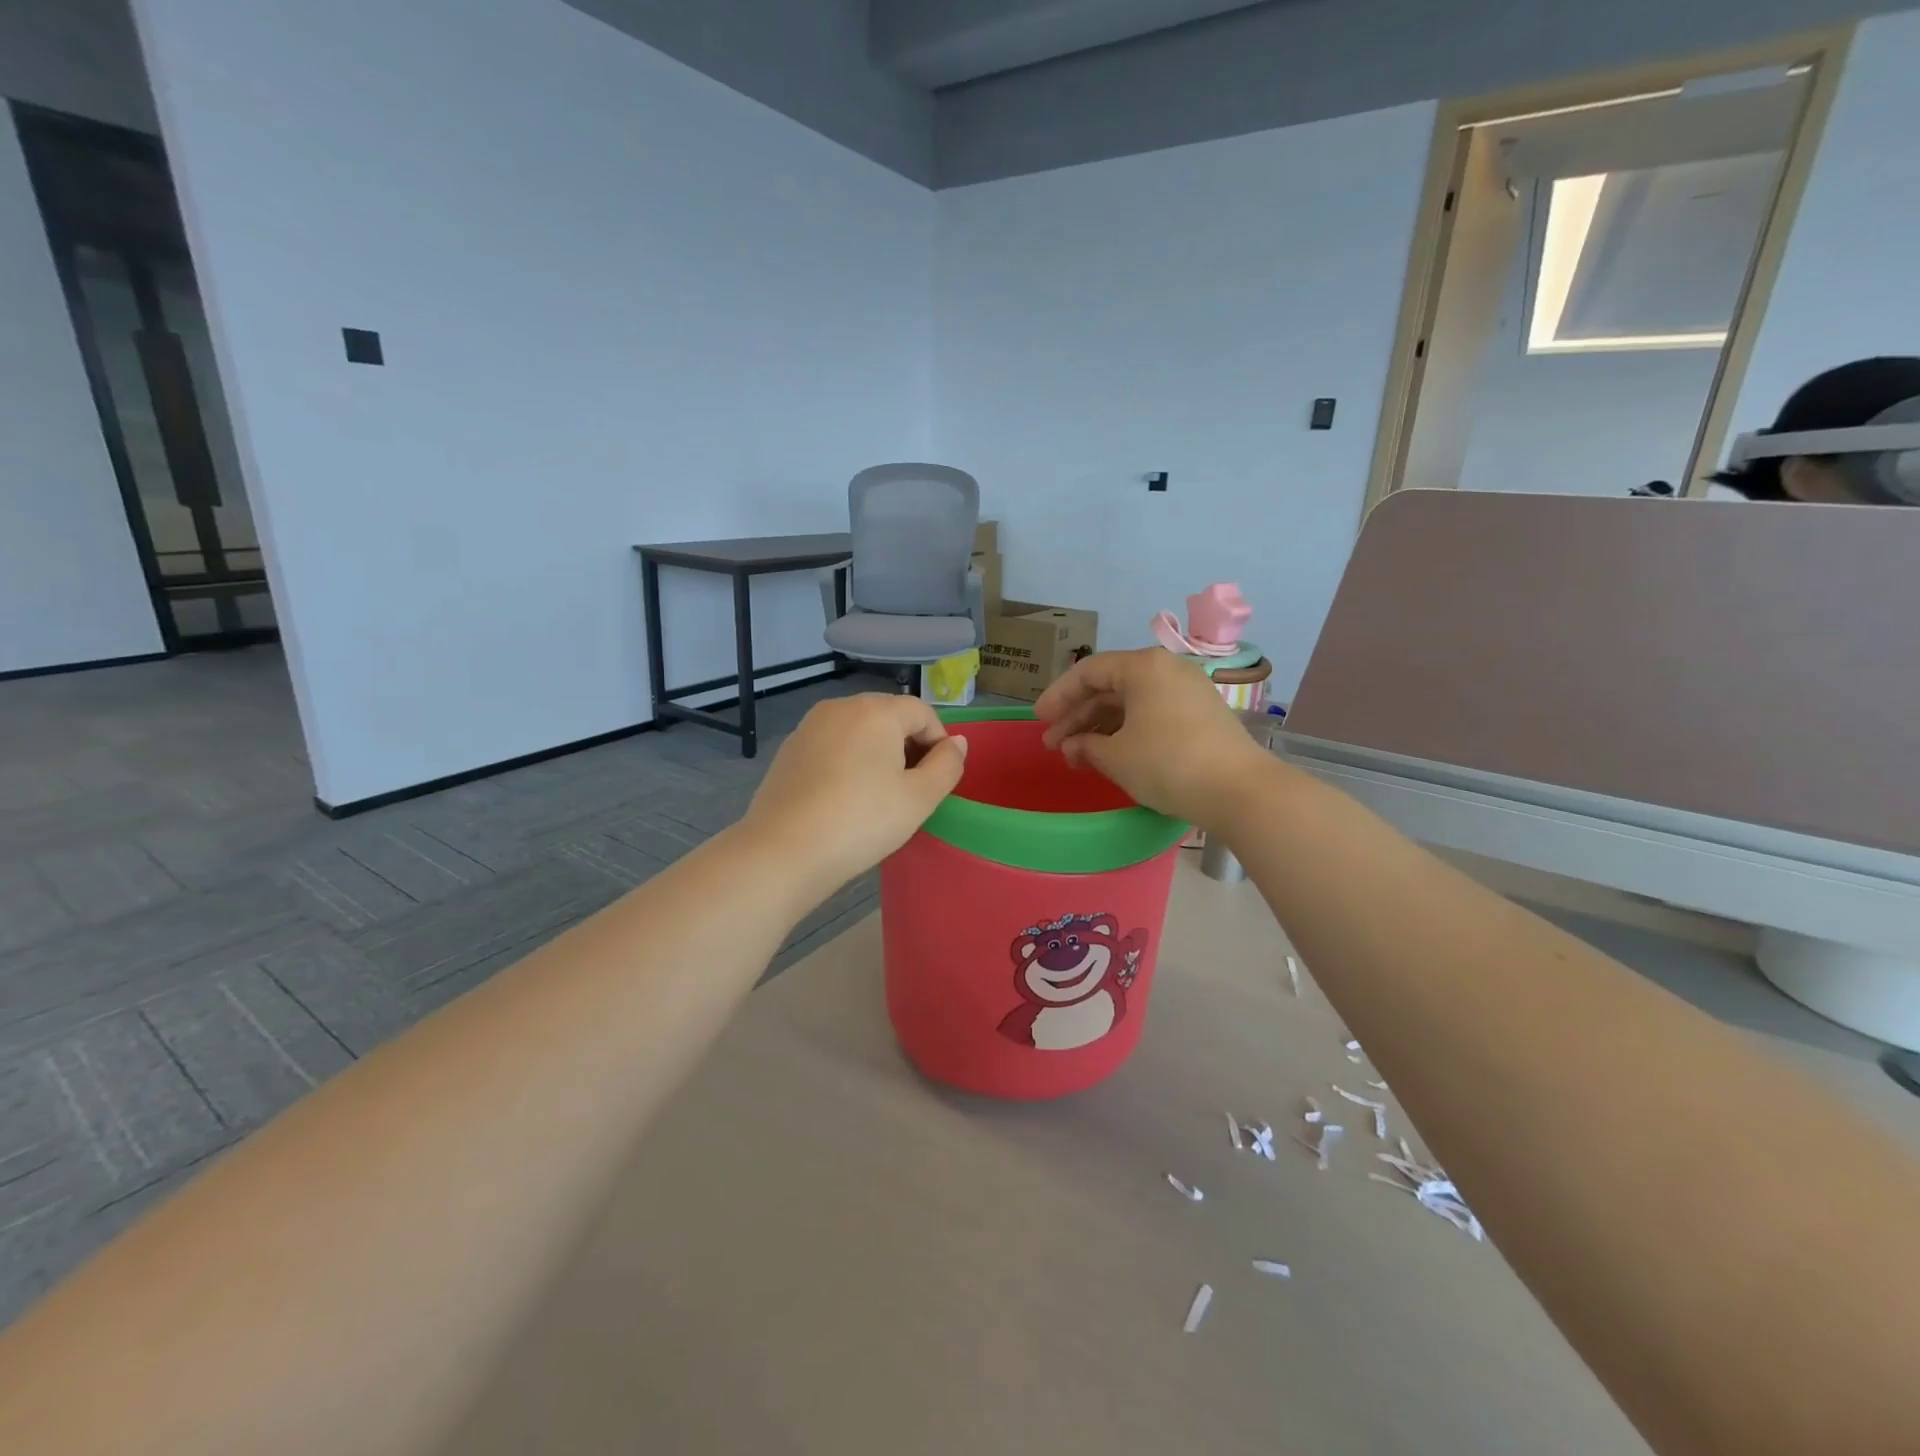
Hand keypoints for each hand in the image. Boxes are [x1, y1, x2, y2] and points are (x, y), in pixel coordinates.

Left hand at [742, 694, 967, 901]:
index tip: (938, 780)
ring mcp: (810, 726)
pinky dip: (848, 761)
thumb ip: (947, 765)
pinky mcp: (790, 749)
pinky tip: (844, 797)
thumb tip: (956, 742)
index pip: (922, 712)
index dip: (939, 742)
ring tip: (879, 795)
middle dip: (908, 745)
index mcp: (876, 711)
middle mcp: (841, 707)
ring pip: (859, 730)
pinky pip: (833, 745)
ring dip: (878, 753)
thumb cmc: (861, 822)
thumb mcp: (919, 798)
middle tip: (912, 790)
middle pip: (889, 716)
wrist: (783, 851)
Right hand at [1034, 648, 1270, 828]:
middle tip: (1054, 745)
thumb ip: (1086, 746)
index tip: (1039, 720)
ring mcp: (1188, 690)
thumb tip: (1074, 746)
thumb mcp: (1116, 757)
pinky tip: (1111, 754)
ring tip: (1078, 756)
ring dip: (1100, 727)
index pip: (1088, 672)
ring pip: (1131, 702)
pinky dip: (1127, 731)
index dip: (1058, 696)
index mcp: (1143, 666)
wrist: (1239, 790)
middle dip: (1077, 716)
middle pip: (1110, 686)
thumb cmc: (1167, 764)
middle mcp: (1167, 669)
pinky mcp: (1201, 714)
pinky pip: (1152, 713)